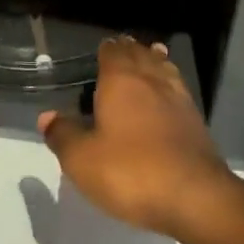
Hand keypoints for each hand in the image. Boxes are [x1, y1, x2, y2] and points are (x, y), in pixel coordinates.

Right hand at [38, 37, 239, 239]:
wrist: (195, 196)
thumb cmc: (131, 172)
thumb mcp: (82, 159)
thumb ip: (63, 135)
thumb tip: (48, 116)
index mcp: (121, 81)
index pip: (113, 53)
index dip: (106, 49)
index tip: (101, 48)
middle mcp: (151, 81)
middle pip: (141, 55)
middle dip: (130, 50)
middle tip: (122, 48)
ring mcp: (178, 99)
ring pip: (164, 69)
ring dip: (154, 61)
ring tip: (150, 56)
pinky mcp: (196, 121)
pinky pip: (178, 90)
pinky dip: (170, 83)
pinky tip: (169, 93)